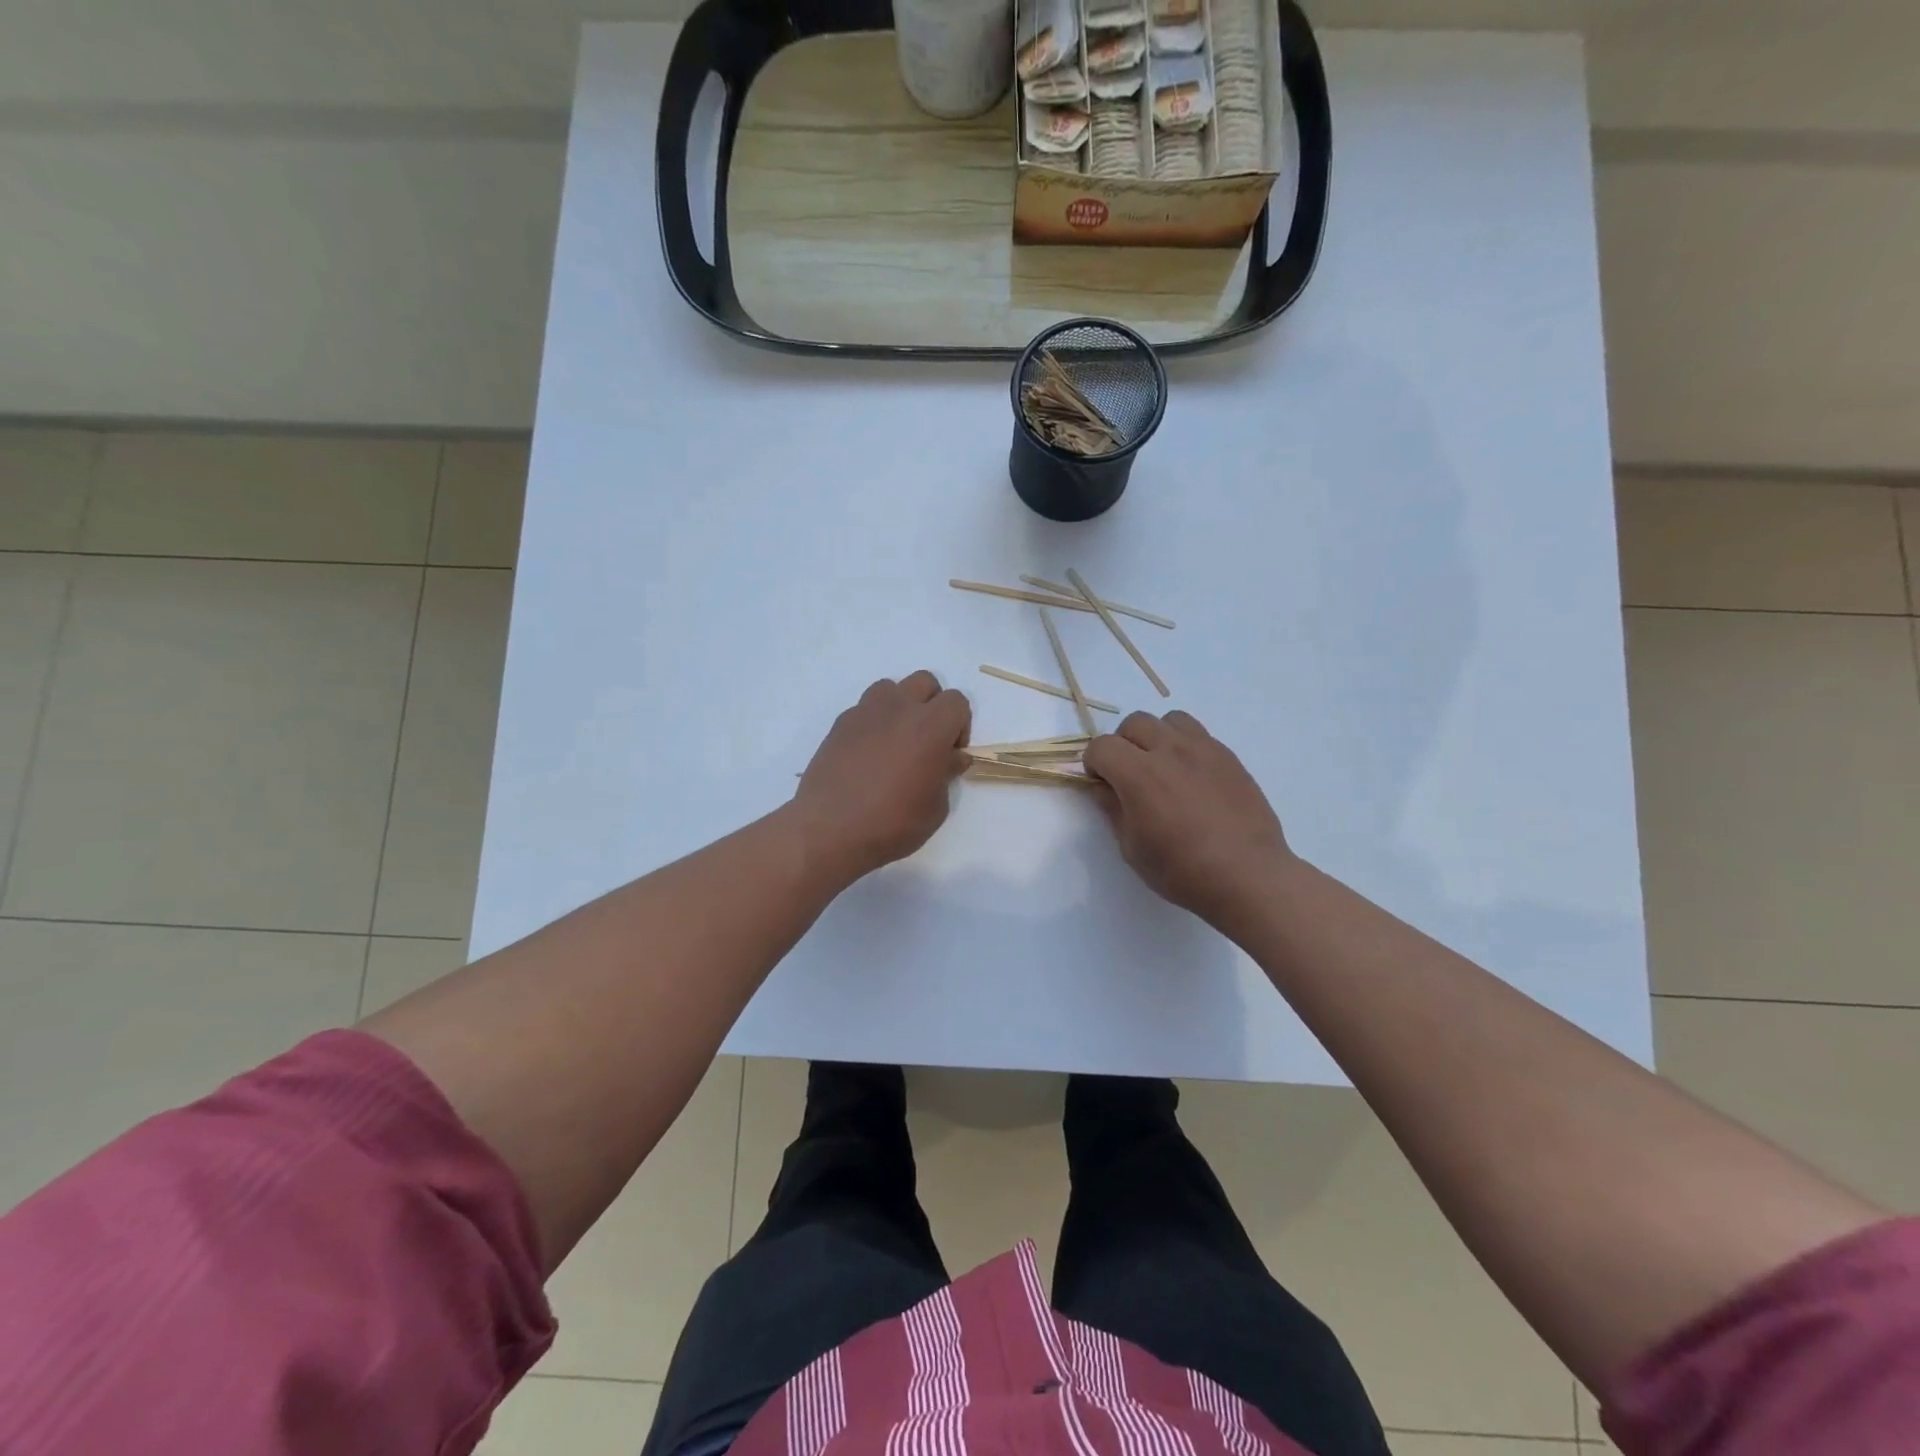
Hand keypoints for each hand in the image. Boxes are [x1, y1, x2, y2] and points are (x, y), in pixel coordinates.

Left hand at [790, 671, 971, 882]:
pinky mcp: (840, 724)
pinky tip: (868, 755)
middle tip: (928, 741)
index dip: (960, 725)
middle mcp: (899, 709)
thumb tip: (951, 758)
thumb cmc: (892, 823)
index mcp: (930, 726)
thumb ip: (946, 774)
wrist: (830, 829)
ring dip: (900, 707)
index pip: (956, 702)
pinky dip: (873, 723)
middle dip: (933, 705)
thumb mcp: (935, 807)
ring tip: (896, 741)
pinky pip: (864, 710)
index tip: (951, 753)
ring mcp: (865, 712)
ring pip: (891, 688)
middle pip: (925, 683)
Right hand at [1084, 711, 1293, 930]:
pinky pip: (1199, 735)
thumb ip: (1113, 810)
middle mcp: (1170, 751)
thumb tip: (1103, 788)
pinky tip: (1192, 778)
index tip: (1101, 784)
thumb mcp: (1132, 848)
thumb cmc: (1182, 870)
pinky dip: (1185, 746)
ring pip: (1169, 720)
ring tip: (1163, 767)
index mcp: (1139, 774)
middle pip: (1134, 723)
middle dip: (1123, 745)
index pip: (1102, 746)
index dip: (1094, 764)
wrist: (1248, 876)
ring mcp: (1204, 749)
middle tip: (1129, 775)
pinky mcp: (1229, 757)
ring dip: (1157, 737)